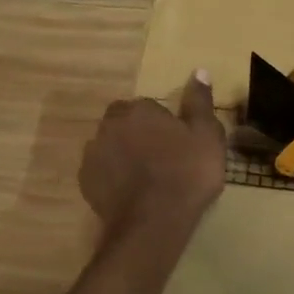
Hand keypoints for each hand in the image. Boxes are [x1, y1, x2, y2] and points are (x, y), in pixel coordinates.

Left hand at [79, 71, 224, 234]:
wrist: (153, 221)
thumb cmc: (186, 173)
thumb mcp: (207, 135)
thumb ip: (200, 102)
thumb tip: (199, 71)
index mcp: (139, 109)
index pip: (148, 107)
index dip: (163, 125)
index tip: (176, 144)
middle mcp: (110, 124)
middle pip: (124, 123)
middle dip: (137, 134)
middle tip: (160, 158)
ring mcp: (93, 153)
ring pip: (110, 146)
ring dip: (122, 154)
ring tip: (144, 178)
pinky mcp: (86, 181)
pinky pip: (101, 171)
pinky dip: (112, 177)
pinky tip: (129, 193)